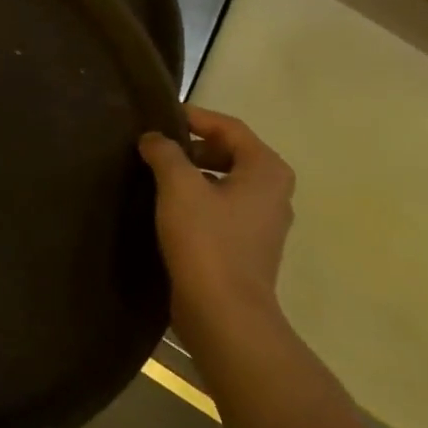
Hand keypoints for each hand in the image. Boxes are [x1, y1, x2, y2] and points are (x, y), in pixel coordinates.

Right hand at [139, 105, 295, 345]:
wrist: (223, 311)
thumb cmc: (206, 239)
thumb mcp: (179, 186)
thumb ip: (165, 152)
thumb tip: (154, 138)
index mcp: (266, 170)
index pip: (229, 127)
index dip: (194, 117)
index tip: (159, 116)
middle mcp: (273, 191)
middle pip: (230, 152)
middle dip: (192, 145)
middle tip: (154, 146)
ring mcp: (263, 221)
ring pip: (225, 180)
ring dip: (192, 172)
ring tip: (155, 173)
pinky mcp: (247, 245)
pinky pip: (221, 206)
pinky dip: (197, 197)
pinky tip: (167, 206)